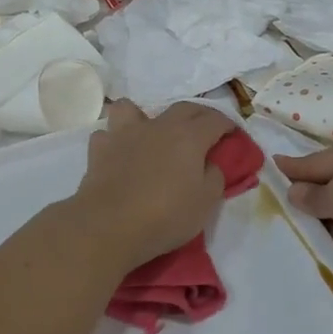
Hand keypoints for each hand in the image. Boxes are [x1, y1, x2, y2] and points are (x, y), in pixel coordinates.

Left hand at [70, 100, 235, 268]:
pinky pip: (107, 135)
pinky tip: (119, 155)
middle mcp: (158, 126)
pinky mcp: (99, 150)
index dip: (228, 125)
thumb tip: (210, 164)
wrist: (109, 226)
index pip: (215, 119)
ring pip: (132, 108)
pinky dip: (114, 142)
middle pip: (183, 108)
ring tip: (148, 134)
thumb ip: (214, 177)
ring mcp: (125, 134)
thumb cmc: (165, 215)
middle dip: (198, 115)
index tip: (233, 135)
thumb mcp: (206, 202)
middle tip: (204, 131)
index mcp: (189, 136)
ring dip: (143, 117)